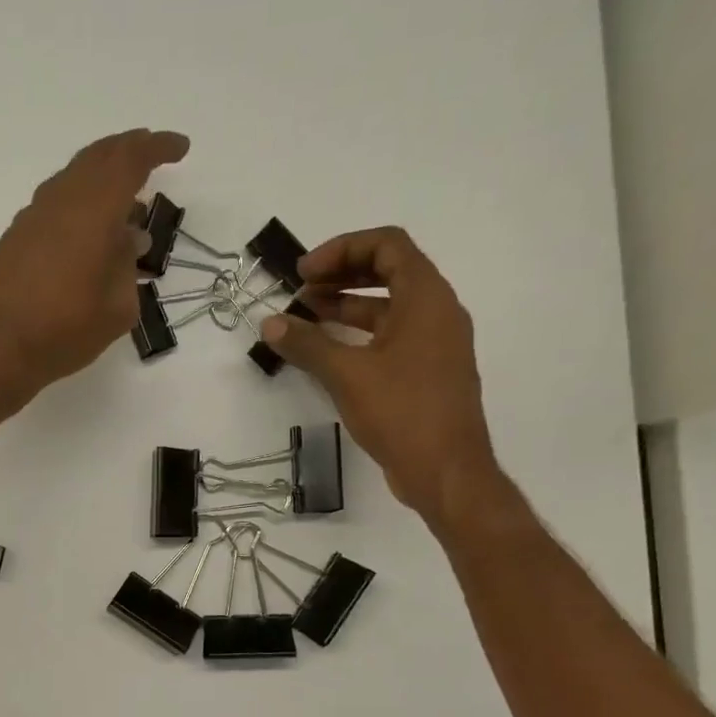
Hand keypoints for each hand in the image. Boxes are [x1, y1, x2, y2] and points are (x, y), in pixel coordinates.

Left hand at [0, 128, 189, 399]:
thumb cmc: (64, 329)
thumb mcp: (116, 308)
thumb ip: (127, 268)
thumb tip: (126, 242)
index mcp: (95, 207)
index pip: (131, 160)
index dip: (158, 148)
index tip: (180, 147)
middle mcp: (62, 199)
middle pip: (98, 158)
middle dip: (128, 151)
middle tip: (151, 155)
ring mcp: (34, 217)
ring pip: (74, 179)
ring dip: (102, 179)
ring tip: (124, 199)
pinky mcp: (16, 238)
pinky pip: (57, 204)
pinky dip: (80, 203)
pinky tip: (89, 231)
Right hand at [261, 226, 502, 531]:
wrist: (446, 471)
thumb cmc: (402, 413)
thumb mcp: (348, 375)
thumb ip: (307, 345)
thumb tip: (269, 323)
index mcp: (427, 298)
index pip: (387, 245)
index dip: (342, 249)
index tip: (304, 272)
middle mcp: (437, 312)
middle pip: (389, 272)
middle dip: (341, 276)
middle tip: (300, 292)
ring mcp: (434, 344)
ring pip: (388, 308)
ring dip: (347, 307)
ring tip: (305, 319)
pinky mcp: (427, 373)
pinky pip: (391, 337)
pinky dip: (359, 336)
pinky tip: (328, 354)